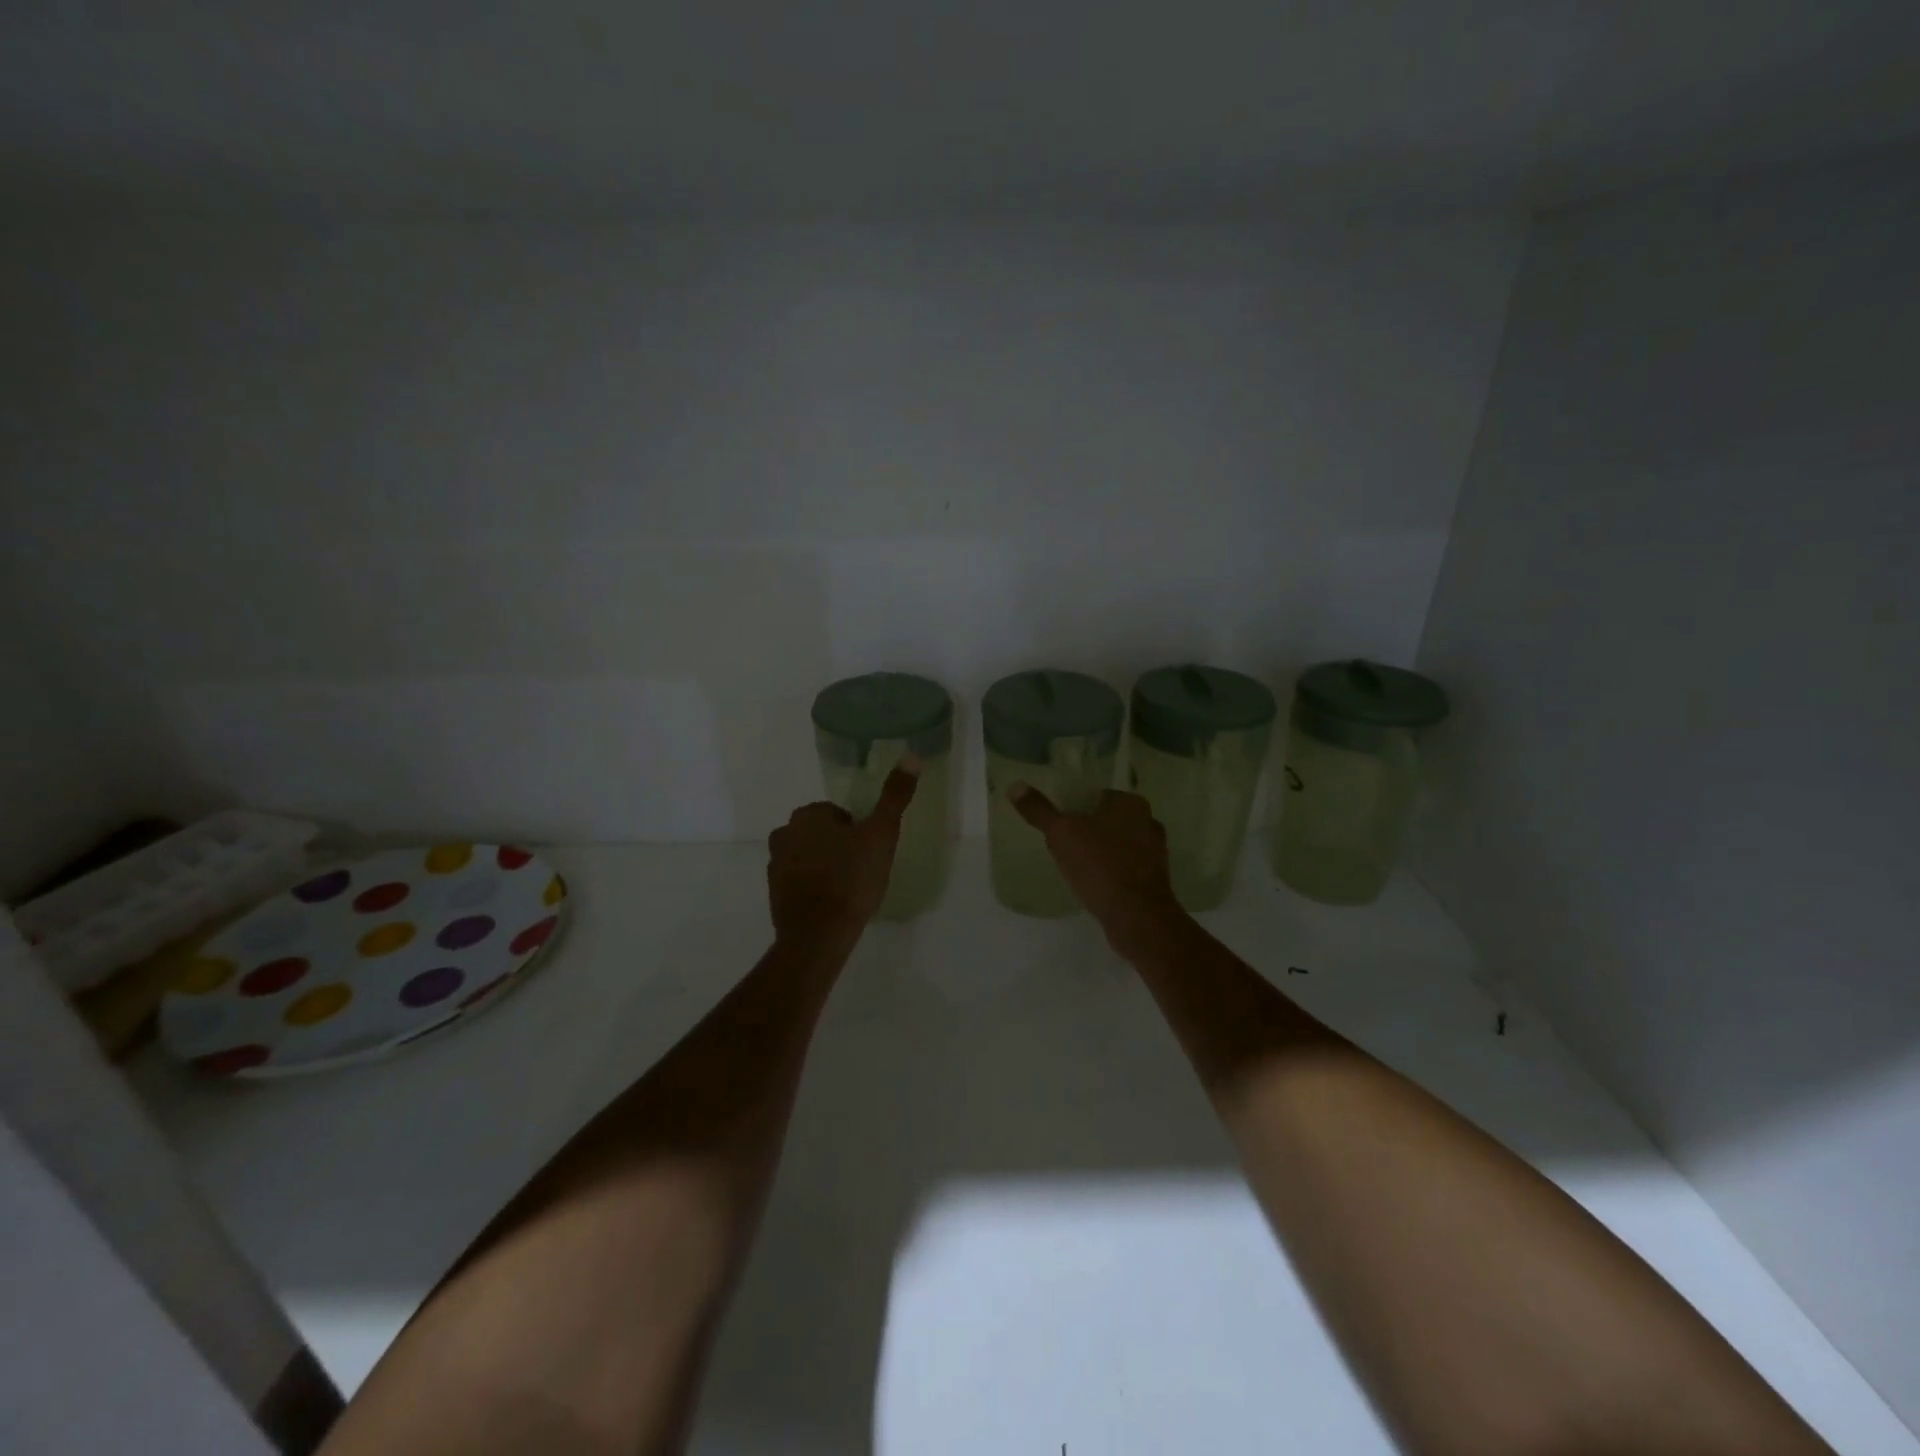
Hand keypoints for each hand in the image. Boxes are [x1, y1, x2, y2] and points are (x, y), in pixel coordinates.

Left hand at [767, 760, 920, 945]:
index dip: (858, 832)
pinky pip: (799, 881)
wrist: (818, 936)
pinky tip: (832, 905)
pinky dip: (814, 887)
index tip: (870, 852)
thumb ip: (895, 796)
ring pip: (809, 856)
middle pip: (821, 833)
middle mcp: (784, 833)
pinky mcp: (774, 893)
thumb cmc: (851, 879)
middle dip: (839, 847)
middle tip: (862, 870)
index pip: (838, 814)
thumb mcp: (881, 834)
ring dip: (826, 866)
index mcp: (808, 815)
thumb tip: (911, 756)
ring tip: (849, 889)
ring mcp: (775, 865)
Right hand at [1009, 785, 1186, 954]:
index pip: (1097, 796)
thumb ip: (1039, 810)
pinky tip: (1096, 886)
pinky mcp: (1155, 880)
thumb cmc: (1099, 865)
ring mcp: (1156, 852)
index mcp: (1130, 803)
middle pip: (1109, 820)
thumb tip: (1014, 786)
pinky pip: (1127, 869)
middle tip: (1064, 847)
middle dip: (1089, 831)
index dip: (1076, 809)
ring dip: (1102, 853)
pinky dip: (1113, 873)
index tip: (1059, 825)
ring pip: (1120, 845)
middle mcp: (1149, 822)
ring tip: (1078, 868)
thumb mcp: (1061, 833)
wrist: (1136, 916)